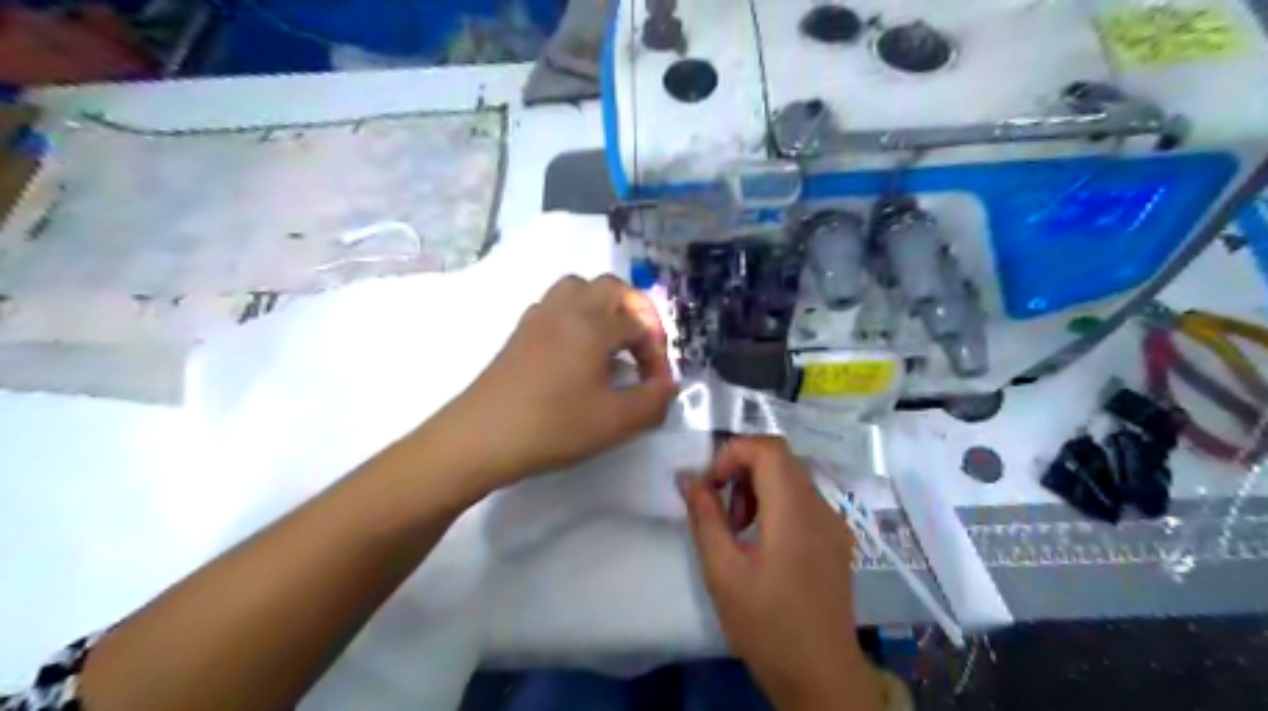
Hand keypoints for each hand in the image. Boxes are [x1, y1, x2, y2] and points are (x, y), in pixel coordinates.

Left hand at [431, 272, 678, 486]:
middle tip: (641, 346)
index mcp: (592, 324)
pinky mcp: (519, 333)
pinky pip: (555, 305)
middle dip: (635, 312)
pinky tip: (576, 351)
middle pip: (610, 287)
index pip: (638, 324)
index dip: (656, 352)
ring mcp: (538, 318)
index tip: (657, 384)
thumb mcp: (615, 421)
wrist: (481, 438)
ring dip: (602, 307)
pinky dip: (575, 316)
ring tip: (610, 341)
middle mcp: (566, 310)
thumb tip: (669, 386)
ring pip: (578, 288)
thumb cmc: (553, 426)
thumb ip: (653, 401)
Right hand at [685, 439, 882, 709]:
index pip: (768, 448)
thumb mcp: (723, 571)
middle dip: (742, 469)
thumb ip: (705, 517)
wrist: (821, 676)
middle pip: (781, 458)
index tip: (710, 484)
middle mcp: (821, 507)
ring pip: (792, 477)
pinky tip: (762, 541)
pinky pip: (803, 500)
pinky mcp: (836, 539)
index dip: (733, 453)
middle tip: (720, 506)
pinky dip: (776, 503)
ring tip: (737, 527)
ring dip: (758, 486)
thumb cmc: (766, 625)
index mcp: (794, 511)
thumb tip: (688, 478)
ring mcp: (834, 522)